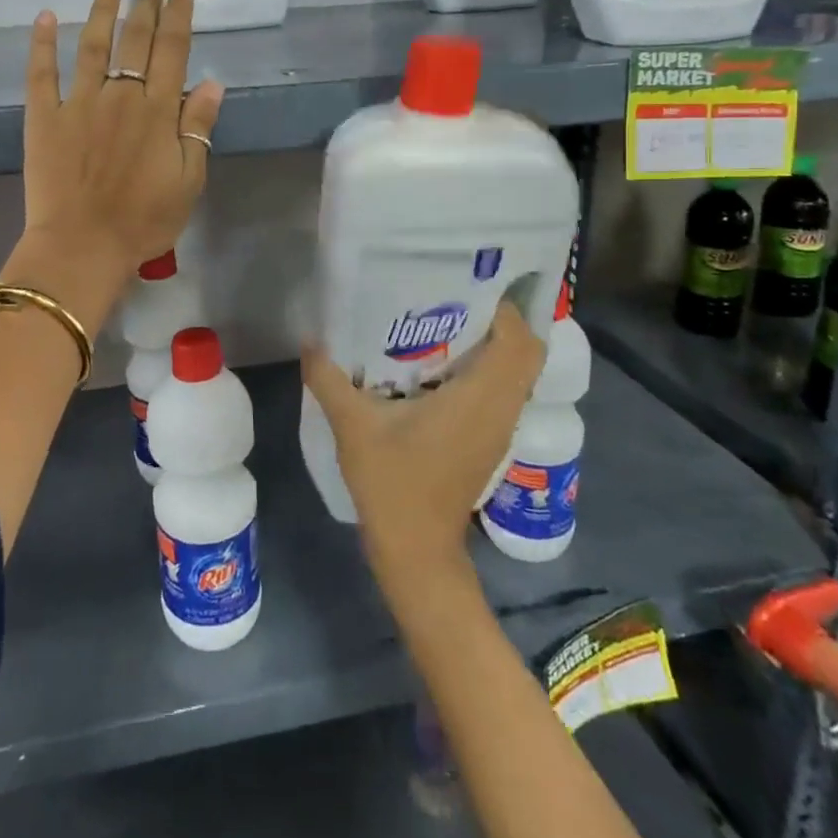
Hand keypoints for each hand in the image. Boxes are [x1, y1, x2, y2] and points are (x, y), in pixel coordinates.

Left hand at [21, 0, 224, 284]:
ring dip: (102, 12)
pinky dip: (42, 43)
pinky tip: (45, 17)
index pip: (173, 51)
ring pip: (92, 46)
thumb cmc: (144, 220)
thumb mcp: (189, 181)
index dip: (178, 17)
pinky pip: (42, 72)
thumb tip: (213, 84)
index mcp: (158, 111)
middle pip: (136, 41)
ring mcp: (79, 103)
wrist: (83, 245)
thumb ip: (198, 129)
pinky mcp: (44, 117)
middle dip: (146, 8)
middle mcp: (121, 96)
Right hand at [302, 302, 543, 588]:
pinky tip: (439, 367)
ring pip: (517, 373)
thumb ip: (329, 378)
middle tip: (454, 300)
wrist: (416, 551)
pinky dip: (486, 371)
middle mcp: (500, 409)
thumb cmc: (392, 484)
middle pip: (527, 352)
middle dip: (498, 321)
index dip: (502, 309)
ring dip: (493, 346)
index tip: (465, 287)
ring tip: (444, 323)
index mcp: (479, 399)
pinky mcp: (491, 441)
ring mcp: (500, 428)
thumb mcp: (353, 426)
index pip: (519, 341)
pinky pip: (503, 391)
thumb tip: (310, 340)